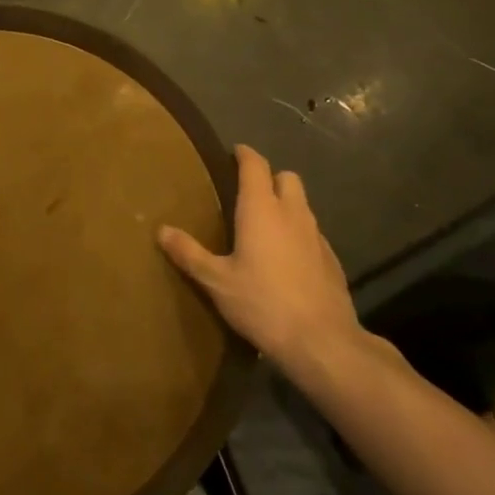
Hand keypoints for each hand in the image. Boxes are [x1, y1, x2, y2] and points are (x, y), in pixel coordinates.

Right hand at [159, 145, 393, 393]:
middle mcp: (292, 212)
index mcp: (261, 209)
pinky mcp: (332, 259)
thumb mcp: (217, 282)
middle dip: (269, 177)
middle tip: (248, 193)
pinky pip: (313, 232)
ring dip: (286, 204)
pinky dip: (299, 233)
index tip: (233, 152)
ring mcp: (317, 235)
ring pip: (302, 204)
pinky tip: (287, 258)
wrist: (322, 342)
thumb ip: (189, 253)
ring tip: (265, 226)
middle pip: (286, 177)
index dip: (244, 154)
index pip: (255, 165)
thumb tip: (162, 230)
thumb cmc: (263, 304)